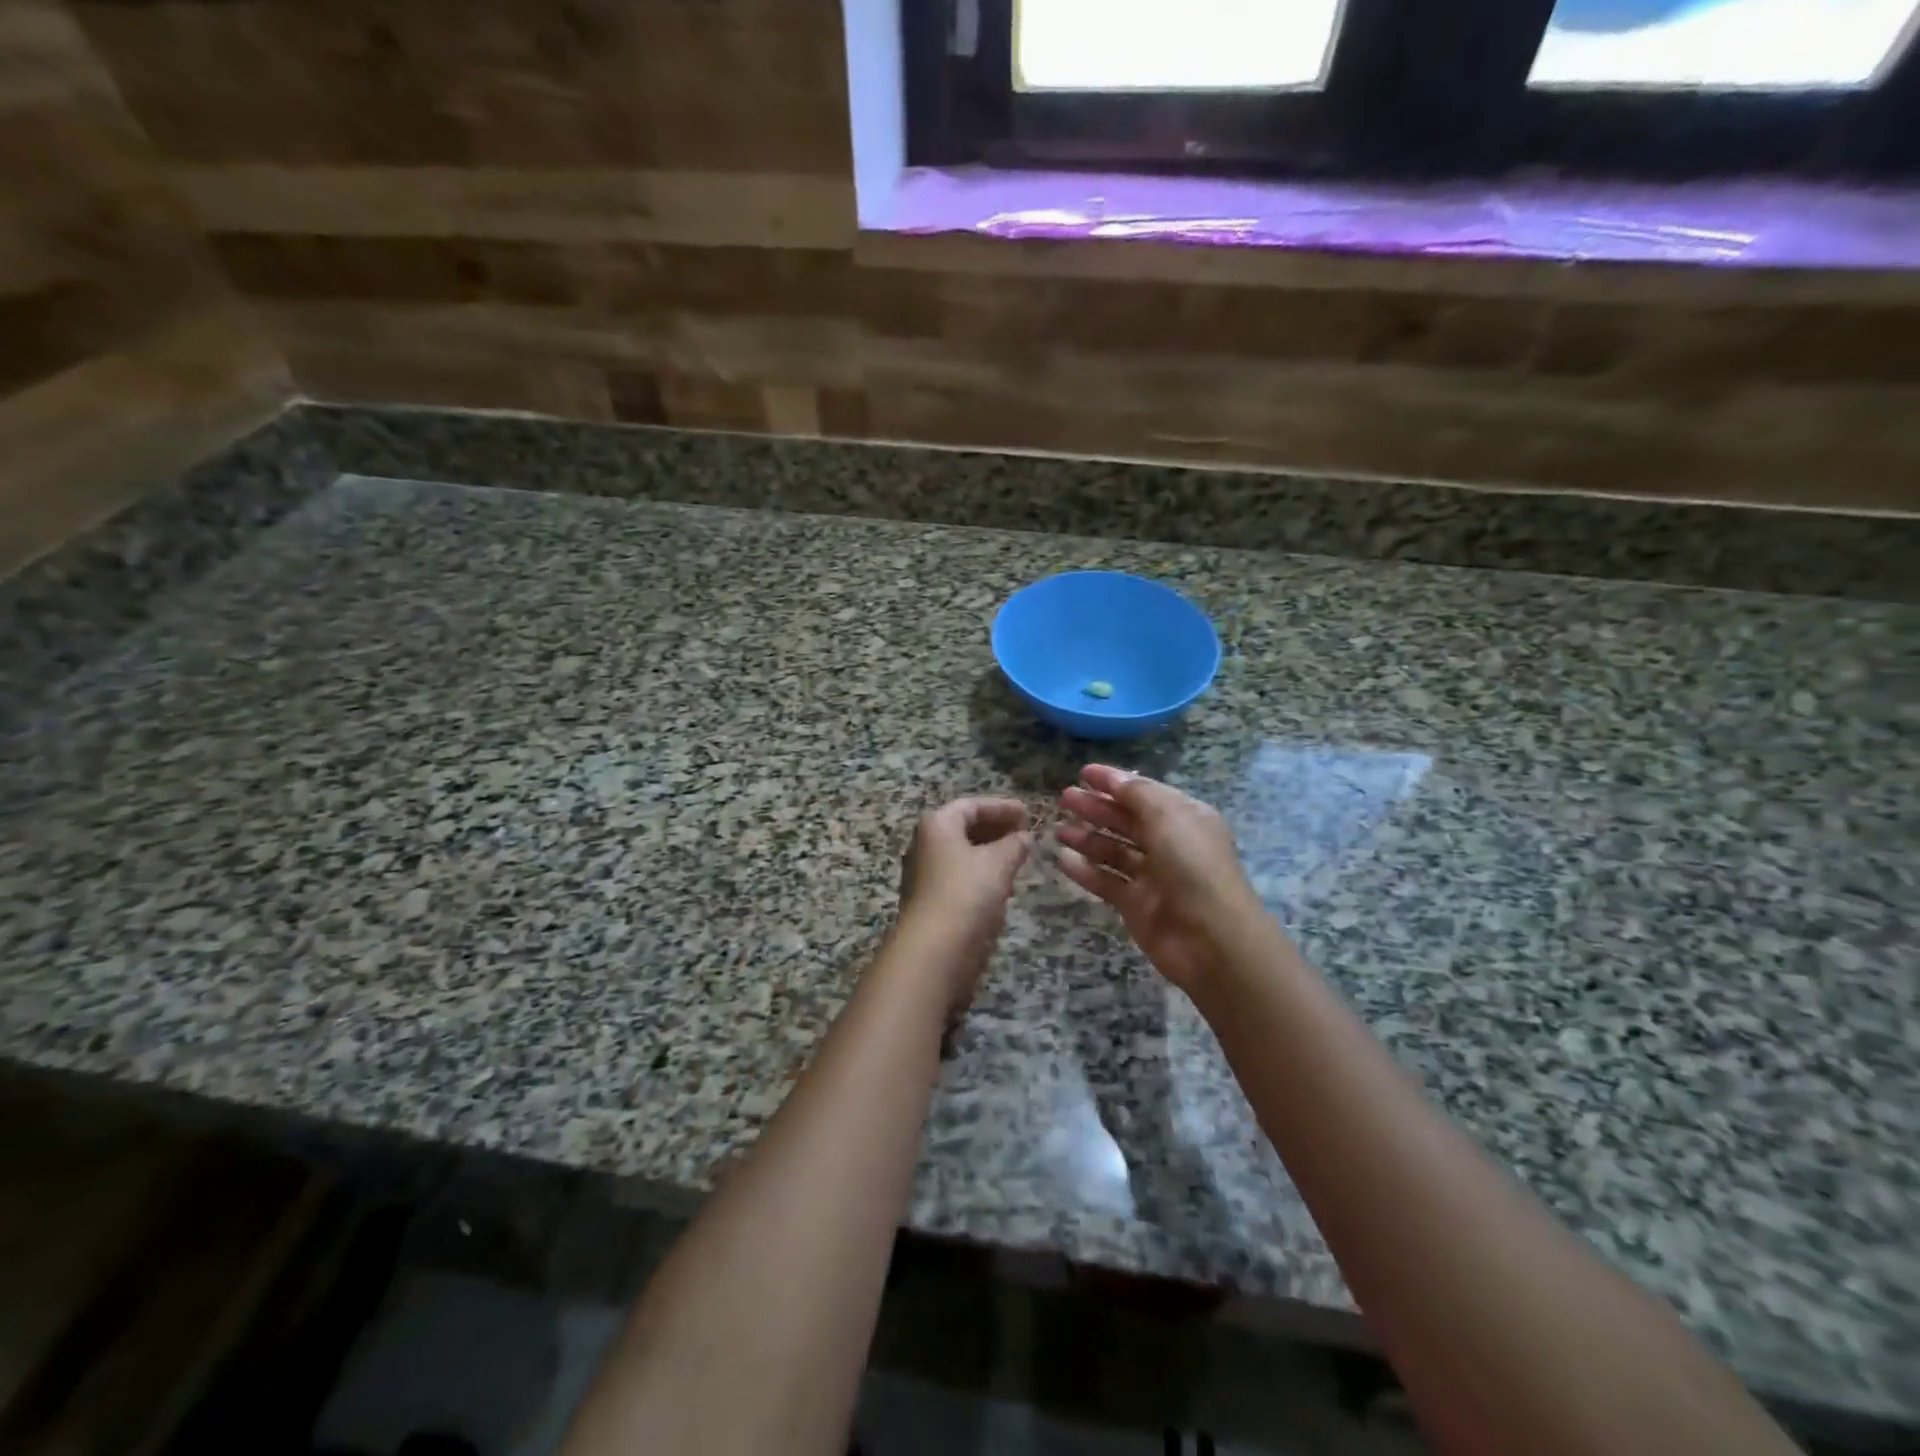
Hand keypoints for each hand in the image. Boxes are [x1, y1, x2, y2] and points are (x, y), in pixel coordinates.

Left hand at [896, 797, 1030, 1007]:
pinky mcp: (930, 901)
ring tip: (1018, 856)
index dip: (1001, 807)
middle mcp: (924, 844)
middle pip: (963, 828)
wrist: (934, 950)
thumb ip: (1014, 844)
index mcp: (936, 825)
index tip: (1027, 813)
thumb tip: (1023, 836)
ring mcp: (924, 874)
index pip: (971, 806)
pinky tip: (1002, 883)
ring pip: (962, 854)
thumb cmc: (966, 893)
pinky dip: (981, 873)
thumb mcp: (998, 863)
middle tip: (1024, 833)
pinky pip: (959, 876)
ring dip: (990, 852)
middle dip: (995, 829)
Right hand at [1057, 765, 1265, 995]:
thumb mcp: (1169, 818)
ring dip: (1087, 838)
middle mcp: (1169, 844)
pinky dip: (1085, 871)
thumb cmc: (1194, 866)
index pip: (1144, 793)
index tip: (1083, 773)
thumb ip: (1137, 795)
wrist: (1212, 939)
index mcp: (1184, 818)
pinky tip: (1062, 860)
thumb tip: (1113, 778)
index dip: (1114, 782)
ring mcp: (1152, 876)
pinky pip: (1106, 881)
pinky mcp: (1136, 905)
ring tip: (1058, 830)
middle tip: (1064, 798)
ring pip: (1114, 851)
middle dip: (1096, 808)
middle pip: (1126, 820)